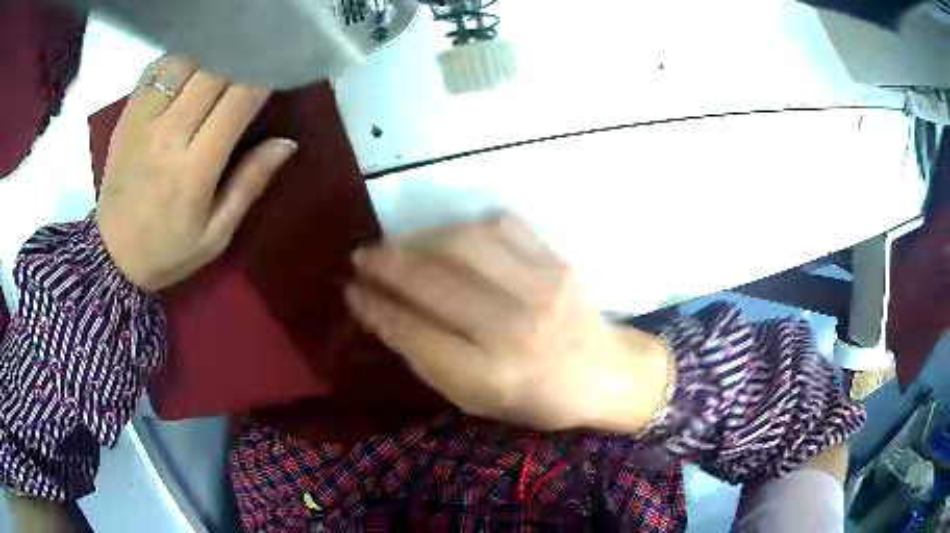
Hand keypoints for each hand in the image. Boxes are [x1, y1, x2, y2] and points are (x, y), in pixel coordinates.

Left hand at [95, 55, 296, 291]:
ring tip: (227, 51)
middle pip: (212, 71)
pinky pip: (156, 69)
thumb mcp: (215, 235)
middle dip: (242, 55)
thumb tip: (286, 143)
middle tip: (259, 51)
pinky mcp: (126, 116)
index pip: (238, 102)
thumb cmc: (167, 250)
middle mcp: (167, 136)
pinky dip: (179, 57)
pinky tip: (192, 61)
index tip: (281, 65)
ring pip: (185, 61)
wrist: (111, 256)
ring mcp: (142, 121)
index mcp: (193, 170)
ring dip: (211, 50)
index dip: (264, 75)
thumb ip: (249, 185)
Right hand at [346, 215, 672, 431]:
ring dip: (420, 239)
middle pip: (433, 282)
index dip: (375, 308)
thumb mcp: (477, 401)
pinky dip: (465, 226)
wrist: (604, 373)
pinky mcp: (557, 261)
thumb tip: (384, 314)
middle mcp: (514, 329)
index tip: (351, 291)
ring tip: (399, 245)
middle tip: (361, 256)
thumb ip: (430, 361)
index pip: (414, 333)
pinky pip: (501, 226)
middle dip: (385, 265)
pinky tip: (448, 238)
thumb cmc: (537, 398)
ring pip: (462, 244)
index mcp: (490, 376)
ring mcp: (540, 288)